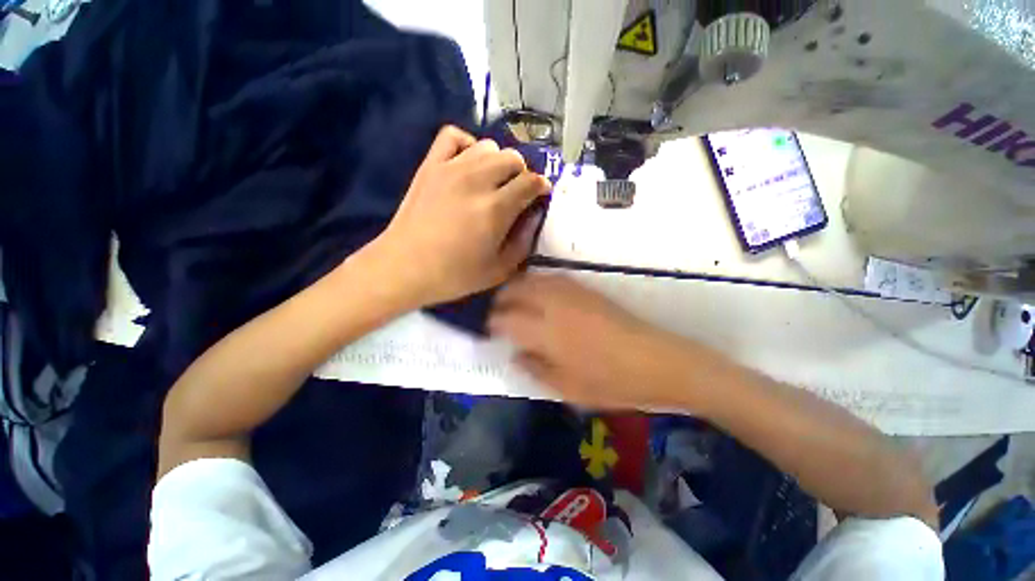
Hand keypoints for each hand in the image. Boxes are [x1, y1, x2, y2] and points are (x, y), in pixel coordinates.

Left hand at [371, 126, 550, 306]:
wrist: (404, 267)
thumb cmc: (454, 275)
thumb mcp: (500, 270)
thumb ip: (524, 241)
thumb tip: (534, 215)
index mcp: (496, 208)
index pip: (531, 181)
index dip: (541, 186)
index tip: (541, 195)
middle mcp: (477, 180)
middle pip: (513, 158)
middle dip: (522, 174)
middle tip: (517, 193)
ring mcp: (451, 168)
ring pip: (488, 146)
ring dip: (498, 161)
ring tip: (494, 181)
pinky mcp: (430, 165)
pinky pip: (453, 136)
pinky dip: (468, 144)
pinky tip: (469, 164)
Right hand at [489, 274, 701, 409]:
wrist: (656, 361)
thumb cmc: (611, 382)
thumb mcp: (568, 389)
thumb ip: (536, 369)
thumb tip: (515, 354)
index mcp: (546, 333)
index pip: (506, 320)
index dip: (492, 323)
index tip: (487, 329)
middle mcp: (554, 306)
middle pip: (516, 291)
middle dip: (500, 299)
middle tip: (495, 313)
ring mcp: (571, 293)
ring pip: (532, 280)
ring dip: (516, 288)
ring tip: (511, 301)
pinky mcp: (585, 289)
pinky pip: (551, 278)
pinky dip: (536, 283)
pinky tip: (537, 293)